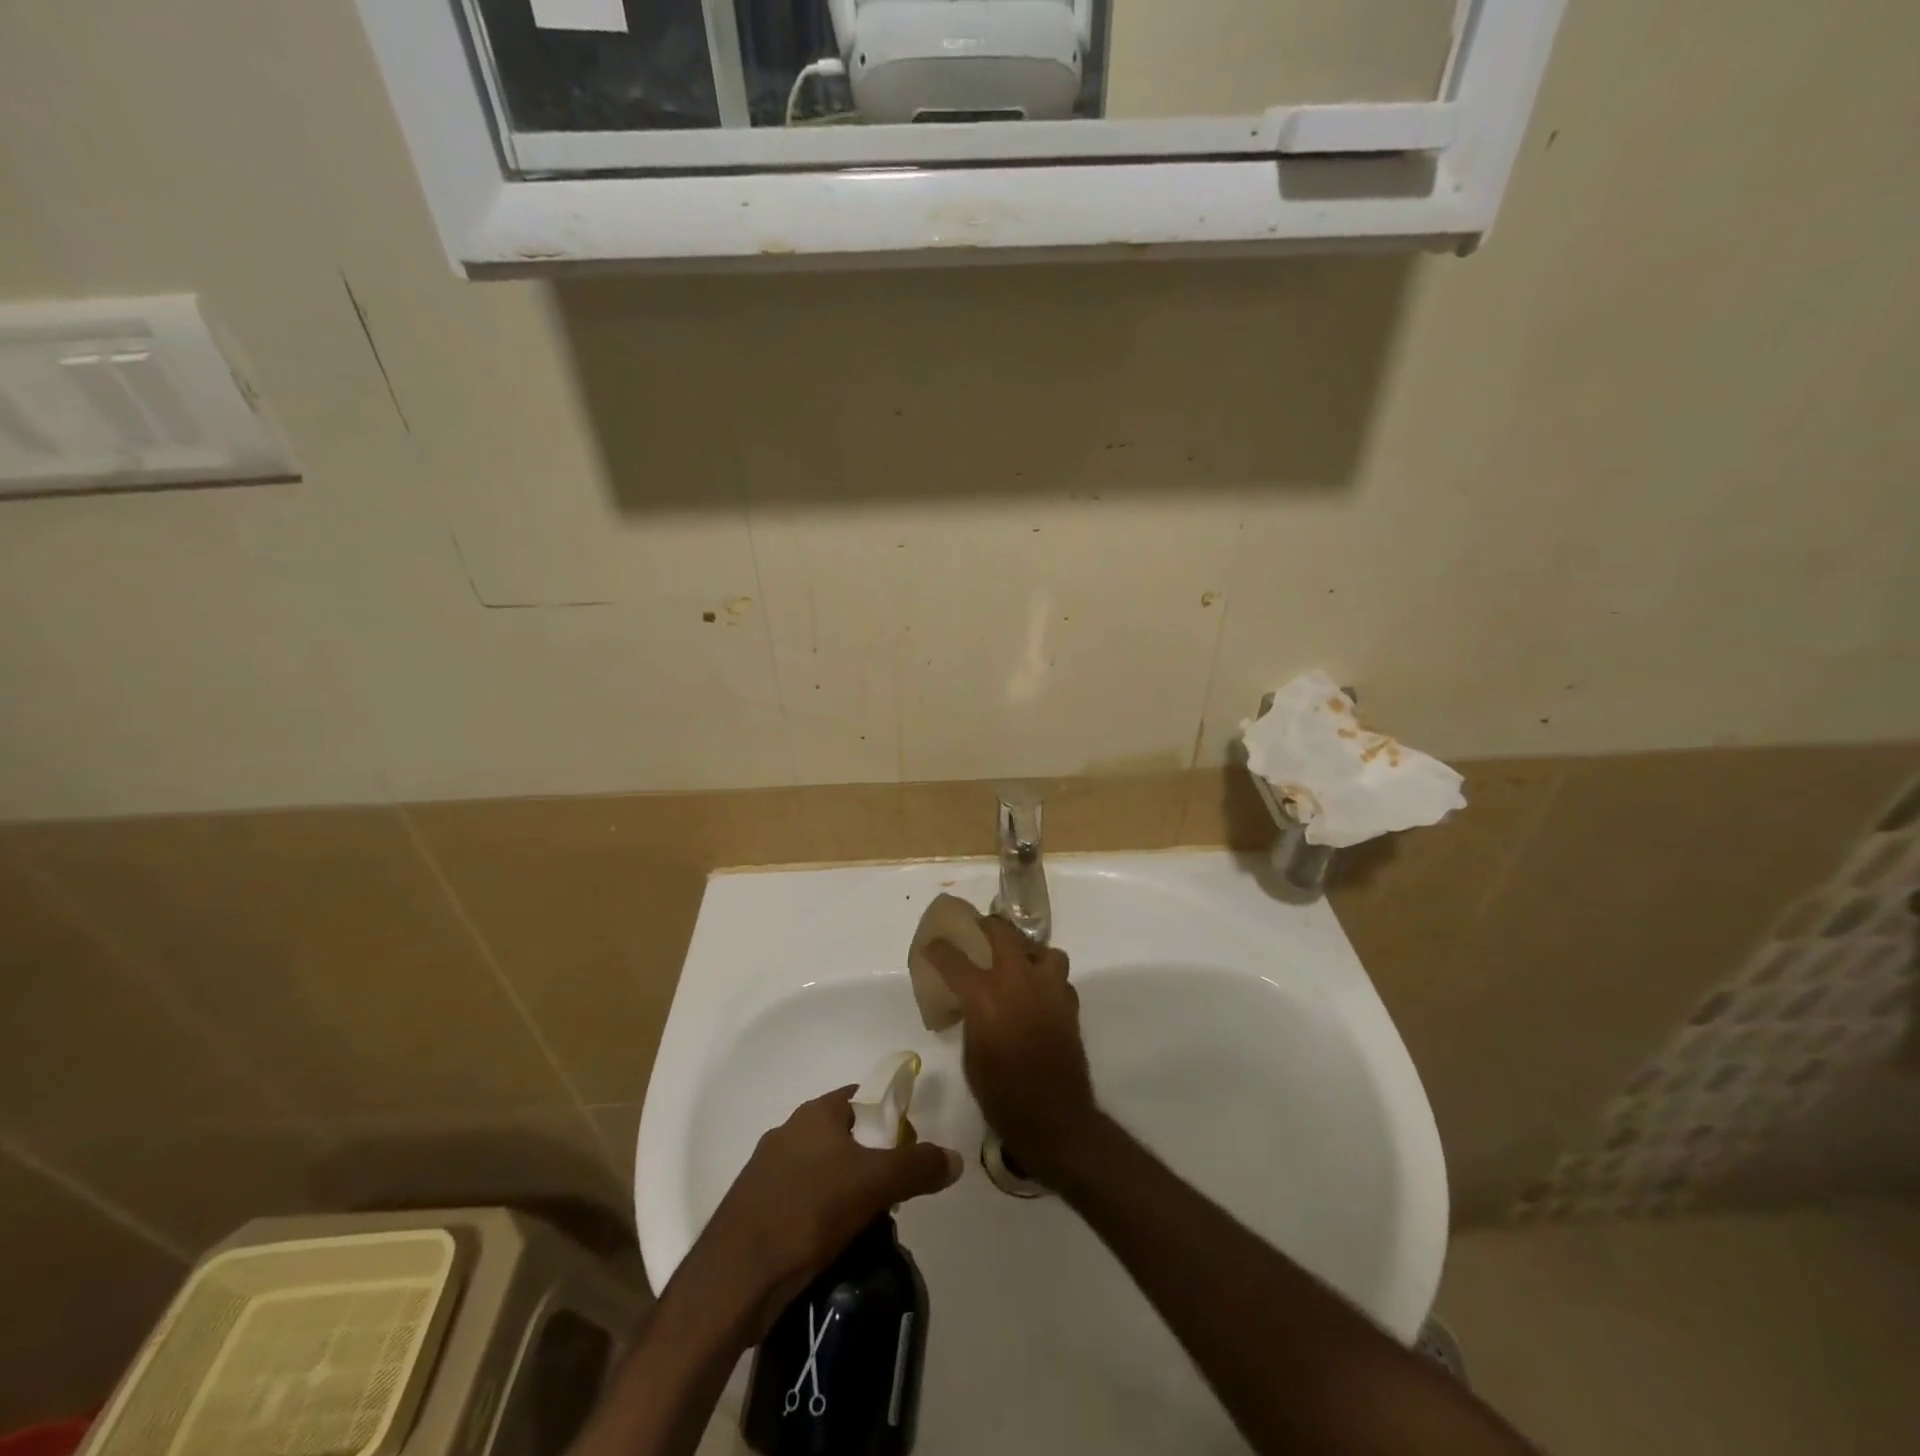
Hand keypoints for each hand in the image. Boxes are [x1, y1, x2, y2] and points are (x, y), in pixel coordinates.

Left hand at [680, 1086, 961, 1340]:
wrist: (733, 1279)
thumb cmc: (807, 1213)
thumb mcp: (874, 1185)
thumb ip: (918, 1166)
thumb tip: (955, 1158)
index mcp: (814, 1114)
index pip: (862, 1098)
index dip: (889, 1116)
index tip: (909, 1147)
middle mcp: (788, 1131)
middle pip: (843, 1135)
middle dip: (870, 1159)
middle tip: (893, 1192)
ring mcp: (766, 1170)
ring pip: (821, 1169)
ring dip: (845, 1189)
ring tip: (867, 1222)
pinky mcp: (754, 1207)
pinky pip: (800, 1198)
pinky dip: (820, 1212)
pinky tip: (831, 1241)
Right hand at [924, 917, 1095, 1182]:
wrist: (1053, 1116)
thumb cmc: (1001, 1093)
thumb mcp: (971, 1054)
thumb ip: (973, 1019)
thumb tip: (974, 1006)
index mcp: (984, 995)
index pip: (954, 959)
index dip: (939, 949)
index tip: (932, 944)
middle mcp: (1017, 981)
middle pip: (1003, 934)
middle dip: (988, 926)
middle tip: (980, 928)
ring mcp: (1048, 989)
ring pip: (1044, 950)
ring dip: (1030, 952)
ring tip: (1021, 963)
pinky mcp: (1069, 1004)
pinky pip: (1059, 979)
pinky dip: (1048, 981)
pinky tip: (1040, 996)